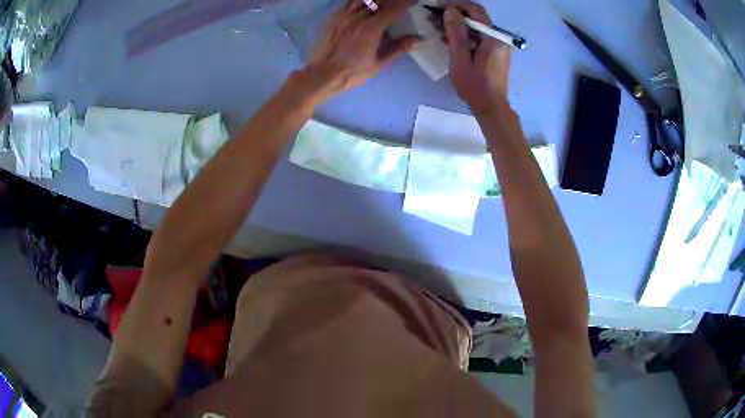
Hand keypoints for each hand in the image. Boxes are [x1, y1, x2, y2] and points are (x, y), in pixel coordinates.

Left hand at [305, 0, 419, 98]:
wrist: (323, 74)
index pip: (394, 8)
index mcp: (372, 27)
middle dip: (392, 0)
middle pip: (379, 0)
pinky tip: (364, 6)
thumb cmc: (352, 72)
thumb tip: (418, 38)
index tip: (415, 1)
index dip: (406, 3)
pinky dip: (360, 2)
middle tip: (400, 3)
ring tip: (383, 3)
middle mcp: (358, 16)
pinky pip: (349, 3)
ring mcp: (344, 15)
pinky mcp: (333, 17)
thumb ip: (399, 47)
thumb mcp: (379, 63)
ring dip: (376, 0)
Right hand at [443, 1, 511, 113]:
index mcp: (494, 38)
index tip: (440, 6)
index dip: (458, 5)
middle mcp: (500, 38)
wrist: (491, 107)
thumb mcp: (460, 59)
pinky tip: (451, 41)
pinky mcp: (496, 52)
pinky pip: (479, 37)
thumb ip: (456, 33)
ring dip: (458, 26)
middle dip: (456, 15)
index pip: (477, 11)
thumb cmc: (475, 86)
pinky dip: (465, 36)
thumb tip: (450, 11)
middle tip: (435, 18)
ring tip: (438, 30)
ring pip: (477, 28)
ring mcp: (499, 46)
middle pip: (477, 18)